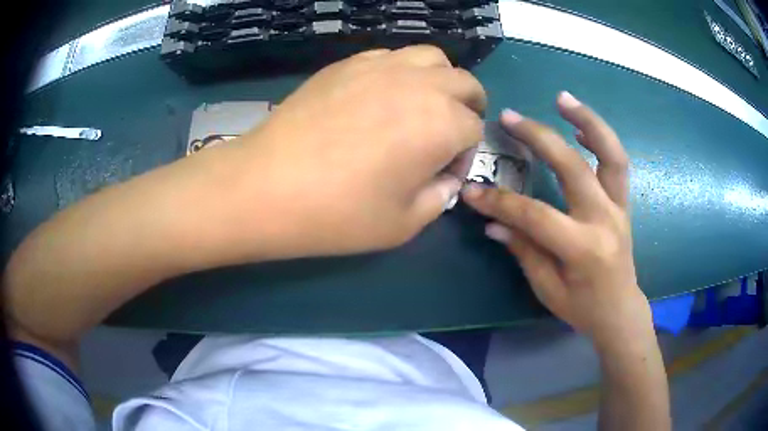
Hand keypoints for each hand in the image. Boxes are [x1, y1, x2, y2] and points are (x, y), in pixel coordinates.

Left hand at [238, 46, 485, 256]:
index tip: (442, 172)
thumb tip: (445, 176)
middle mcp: (420, 84)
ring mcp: (381, 66)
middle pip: (465, 83)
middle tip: (449, 131)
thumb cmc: (339, 214)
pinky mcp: (347, 63)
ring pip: (432, 58)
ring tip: (423, 104)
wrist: (267, 187)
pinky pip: (391, 56)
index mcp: (442, 124)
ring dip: (440, 80)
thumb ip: (439, 196)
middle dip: (468, 106)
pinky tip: (382, 95)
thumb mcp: (404, 224)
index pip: (474, 129)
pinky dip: (402, 71)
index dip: (464, 153)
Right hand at [463, 92, 650, 344]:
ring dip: (588, 121)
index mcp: (583, 249)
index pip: (536, 216)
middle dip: (539, 139)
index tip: (472, 191)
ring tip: (562, 98)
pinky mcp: (623, 202)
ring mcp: (619, 207)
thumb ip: (523, 250)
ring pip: (611, 154)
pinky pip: (616, 164)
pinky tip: (580, 126)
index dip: (500, 202)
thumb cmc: (582, 308)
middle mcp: (605, 220)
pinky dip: (600, 139)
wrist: (620, 310)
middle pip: (573, 168)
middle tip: (509, 117)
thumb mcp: (547, 288)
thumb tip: (493, 223)